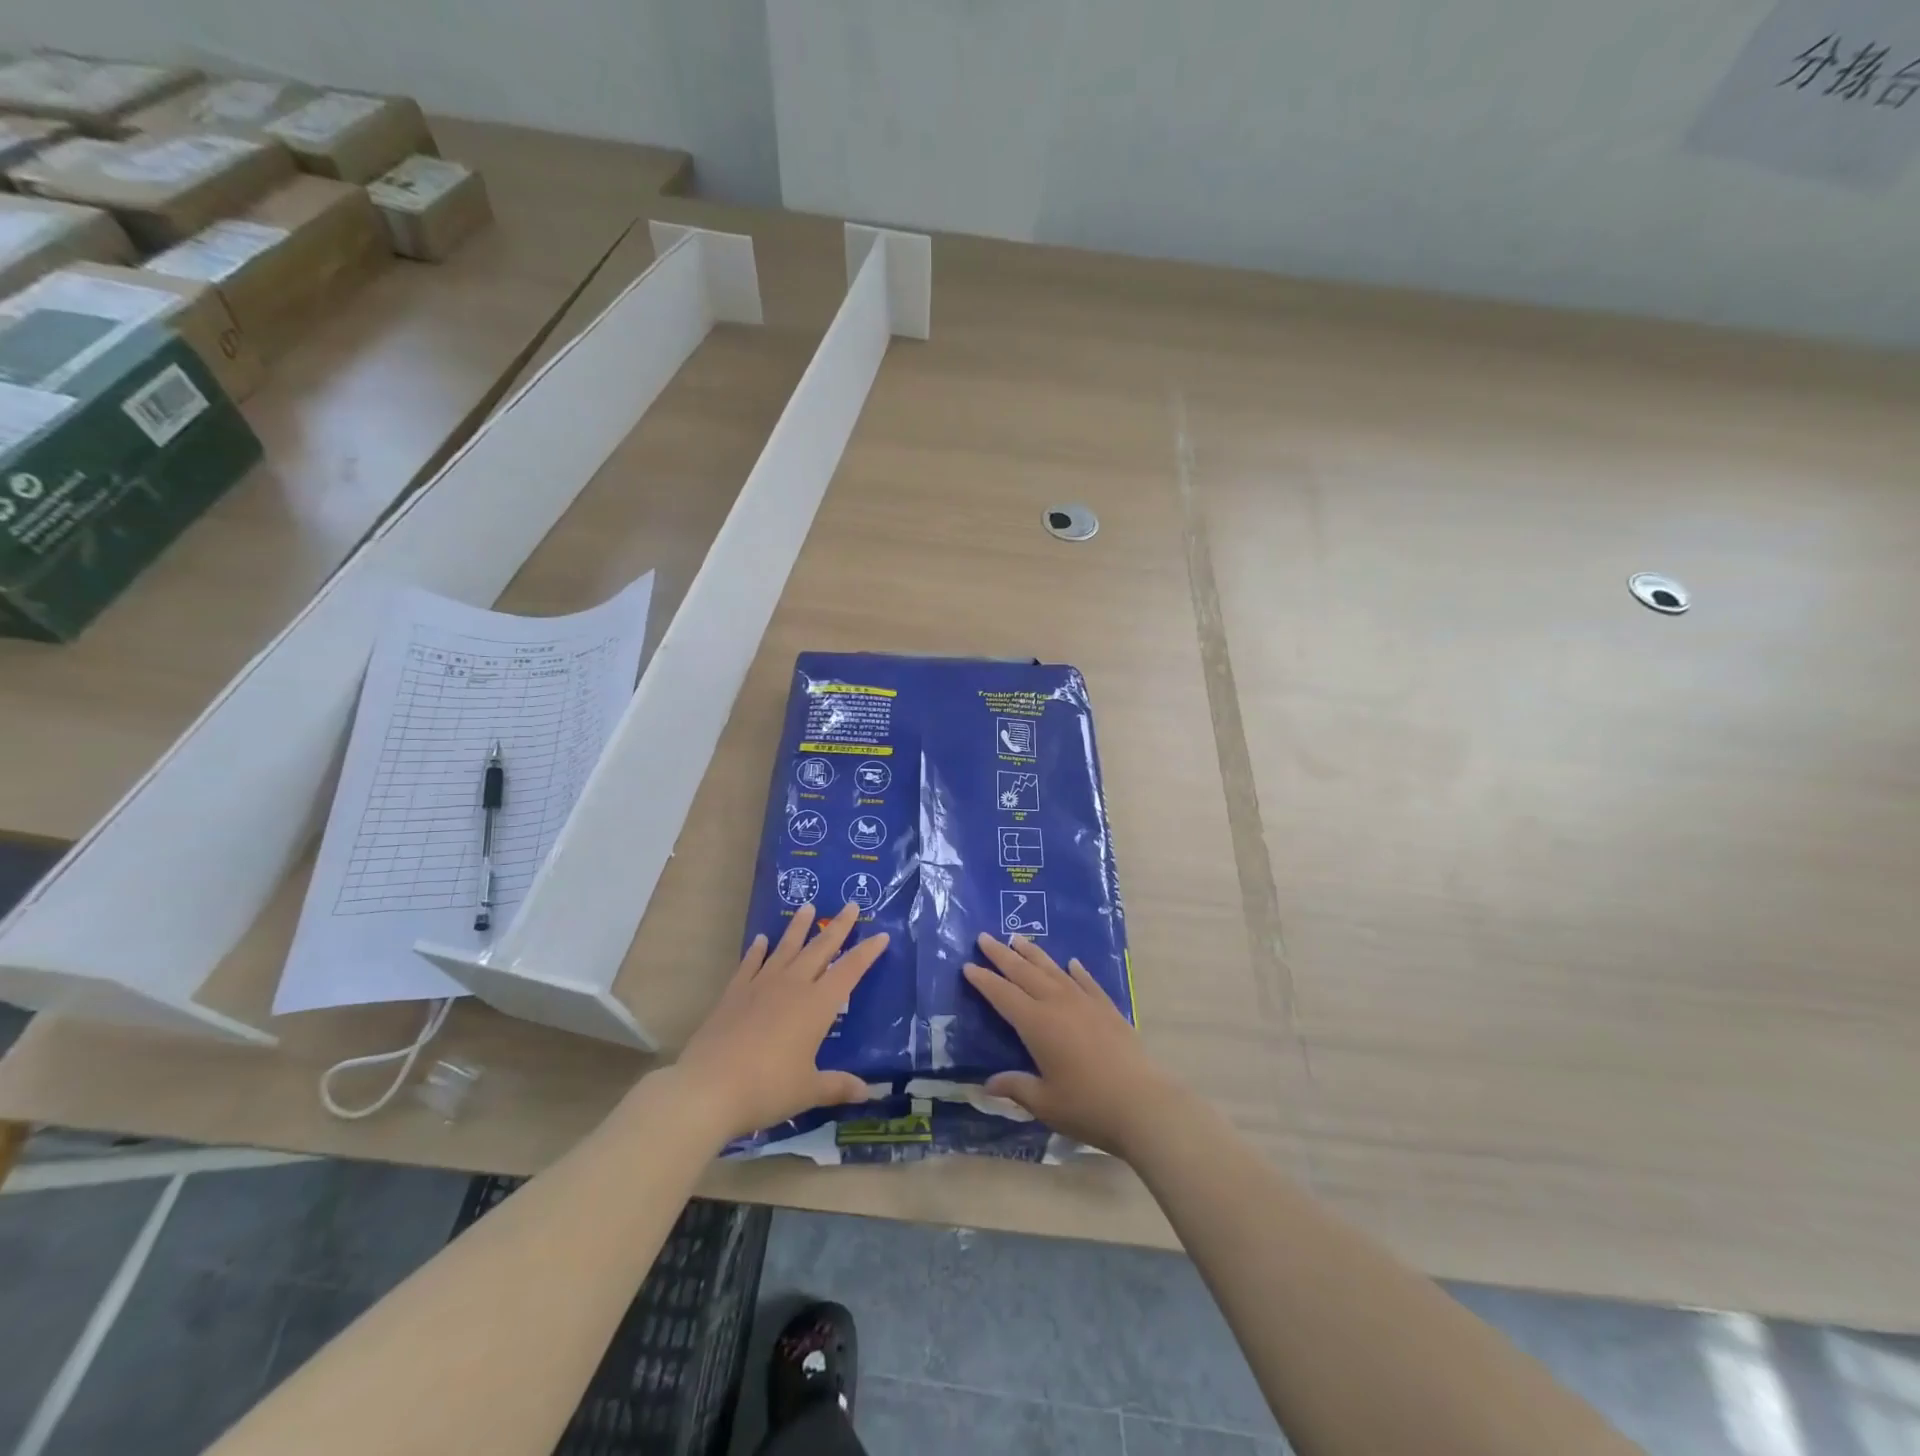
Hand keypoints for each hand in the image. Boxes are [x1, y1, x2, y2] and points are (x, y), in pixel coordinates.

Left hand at [671, 902, 887, 1142]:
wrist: (708, 1087)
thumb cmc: (767, 1088)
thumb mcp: (808, 1090)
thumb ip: (838, 1086)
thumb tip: (868, 1093)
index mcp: (817, 1005)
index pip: (850, 970)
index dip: (867, 953)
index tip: (882, 935)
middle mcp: (793, 986)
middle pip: (820, 949)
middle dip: (839, 927)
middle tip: (850, 905)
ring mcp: (761, 986)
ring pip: (786, 948)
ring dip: (799, 927)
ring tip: (808, 907)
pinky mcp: (734, 993)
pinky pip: (750, 964)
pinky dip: (757, 950)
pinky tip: (761, 940)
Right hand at [963, 933, 1175, 1156]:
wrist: (1143, 1103)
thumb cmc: (1087, 1105)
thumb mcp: (1044, 1102)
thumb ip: (1016, 1087)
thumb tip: (988, 1084)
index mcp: (1036, 1024)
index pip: (1003, 995)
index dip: (984, 980)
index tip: (968, 965)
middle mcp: (1058, 1004)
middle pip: (1024, 973)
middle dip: (1002, 955)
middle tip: (985, 938)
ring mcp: (1085, 1002)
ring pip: (1053, 970)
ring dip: (1034, 954)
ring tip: (1018, 939)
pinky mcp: (1108, 1009)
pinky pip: (1087, 982)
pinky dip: (1077, 971)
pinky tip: (1072, 963)